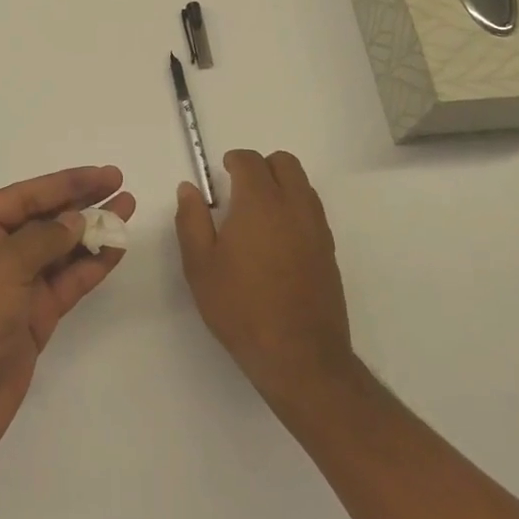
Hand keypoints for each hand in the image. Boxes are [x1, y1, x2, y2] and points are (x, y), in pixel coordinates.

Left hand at [0, 166, 135, 462]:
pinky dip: (90, 265)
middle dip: (81, 202)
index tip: (104, 174)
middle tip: (120, 185)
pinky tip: (116, 249)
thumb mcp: (3, 265)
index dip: (66, 183)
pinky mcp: (31, 315)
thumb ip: (44, 238)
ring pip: (59, 249)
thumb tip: (75, 220)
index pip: (25, 196)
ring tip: (127, 210)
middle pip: (43, 218)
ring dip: (92, 232)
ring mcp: (13, 285)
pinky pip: (66, 281)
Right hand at [174, 150, 353, 407]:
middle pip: (284, 163)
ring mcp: (317, 228)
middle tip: (239, 190)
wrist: (300, 357)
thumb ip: (191, 220)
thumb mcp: (200, 266)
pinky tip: (277, 241)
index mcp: (259, 202)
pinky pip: (312, 211)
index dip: (233, 161)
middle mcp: (293, 206)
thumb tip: (189, 189)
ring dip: (281, 186)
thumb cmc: (241, 308)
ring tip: (257, 216)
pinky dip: (295, 209)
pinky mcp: (329, 251)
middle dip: (261, 166)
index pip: (250, 161)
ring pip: (302, 184)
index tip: (220, 176)